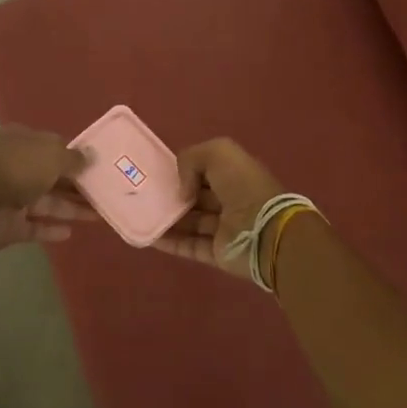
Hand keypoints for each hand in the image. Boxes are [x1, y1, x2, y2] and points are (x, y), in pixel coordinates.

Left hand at [0, 127, 96, 252]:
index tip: (97, 166)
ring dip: (71, 208)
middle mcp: (16, 167)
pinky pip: (34, 226)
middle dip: (77, 185)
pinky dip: (51, 229)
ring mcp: (11, 197)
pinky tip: (71, 233)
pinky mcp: (9, 225)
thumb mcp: (53, 155)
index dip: (74, 156)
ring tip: (98, 215)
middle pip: (52, 176)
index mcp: (22, 142)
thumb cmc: (18, 168)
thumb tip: (90, 158)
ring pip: (47, 203)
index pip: (53, 146)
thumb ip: (74, 158)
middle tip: (105, 193)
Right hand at [152, 137, 284, 275]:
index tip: (160, 173)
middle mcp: (231, 201)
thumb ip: (192, 160)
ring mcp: (225, 229)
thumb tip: (182, 190)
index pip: (206, 171)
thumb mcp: (218, 153)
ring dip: (167, 219)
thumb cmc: (243, 186)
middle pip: (196, 198)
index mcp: (236, 175)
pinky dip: (168, 242)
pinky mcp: (217, 254)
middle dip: (173, 196)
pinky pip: (188, 246)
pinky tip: (148, 236)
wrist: (265, 231)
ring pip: (190, 223)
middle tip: (145, 195)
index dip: (185, 171)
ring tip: (141, 215)